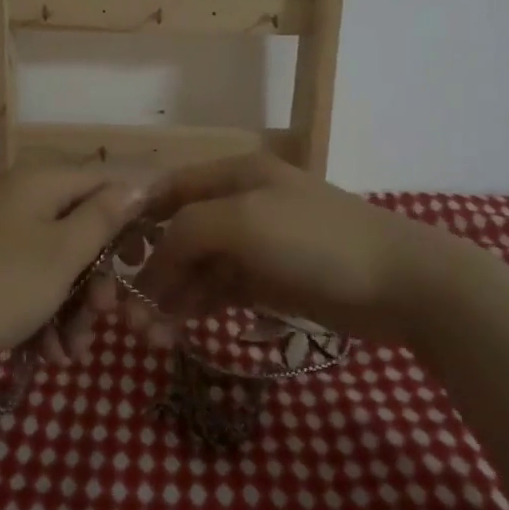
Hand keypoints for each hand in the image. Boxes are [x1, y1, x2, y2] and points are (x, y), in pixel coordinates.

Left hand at [0, 164, 147, 361]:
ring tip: (69, 353)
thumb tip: (136, 184)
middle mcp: (20, 196)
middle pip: (79, 228)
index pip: (102, 181)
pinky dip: (42, 312)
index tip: (144, 254)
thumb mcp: (65, 253)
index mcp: (41, 181)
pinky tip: (46, 353)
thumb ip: (104, 217)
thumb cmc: (7, 283)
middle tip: (103, 316)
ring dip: (71, 308)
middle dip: (95, 280)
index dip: (130, 213)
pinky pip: (28, 276)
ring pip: (55, 261)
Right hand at [113, 153, 493, 345]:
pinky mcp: (270, 281)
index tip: (108, 257)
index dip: (138, 219)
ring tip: (149, 334)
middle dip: (151, 269)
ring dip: (170, 295)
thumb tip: (154, 264)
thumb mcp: (242, 222)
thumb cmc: (315, 240)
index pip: (170, 190)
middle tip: (127, 314)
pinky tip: (177, 329)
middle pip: (180, 233)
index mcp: (233, 175)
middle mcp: (240, 204)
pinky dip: (197, 306)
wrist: (400, 284)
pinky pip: (220, 290)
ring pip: (197, 266)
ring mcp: (256, 244)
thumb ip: (187, 232)